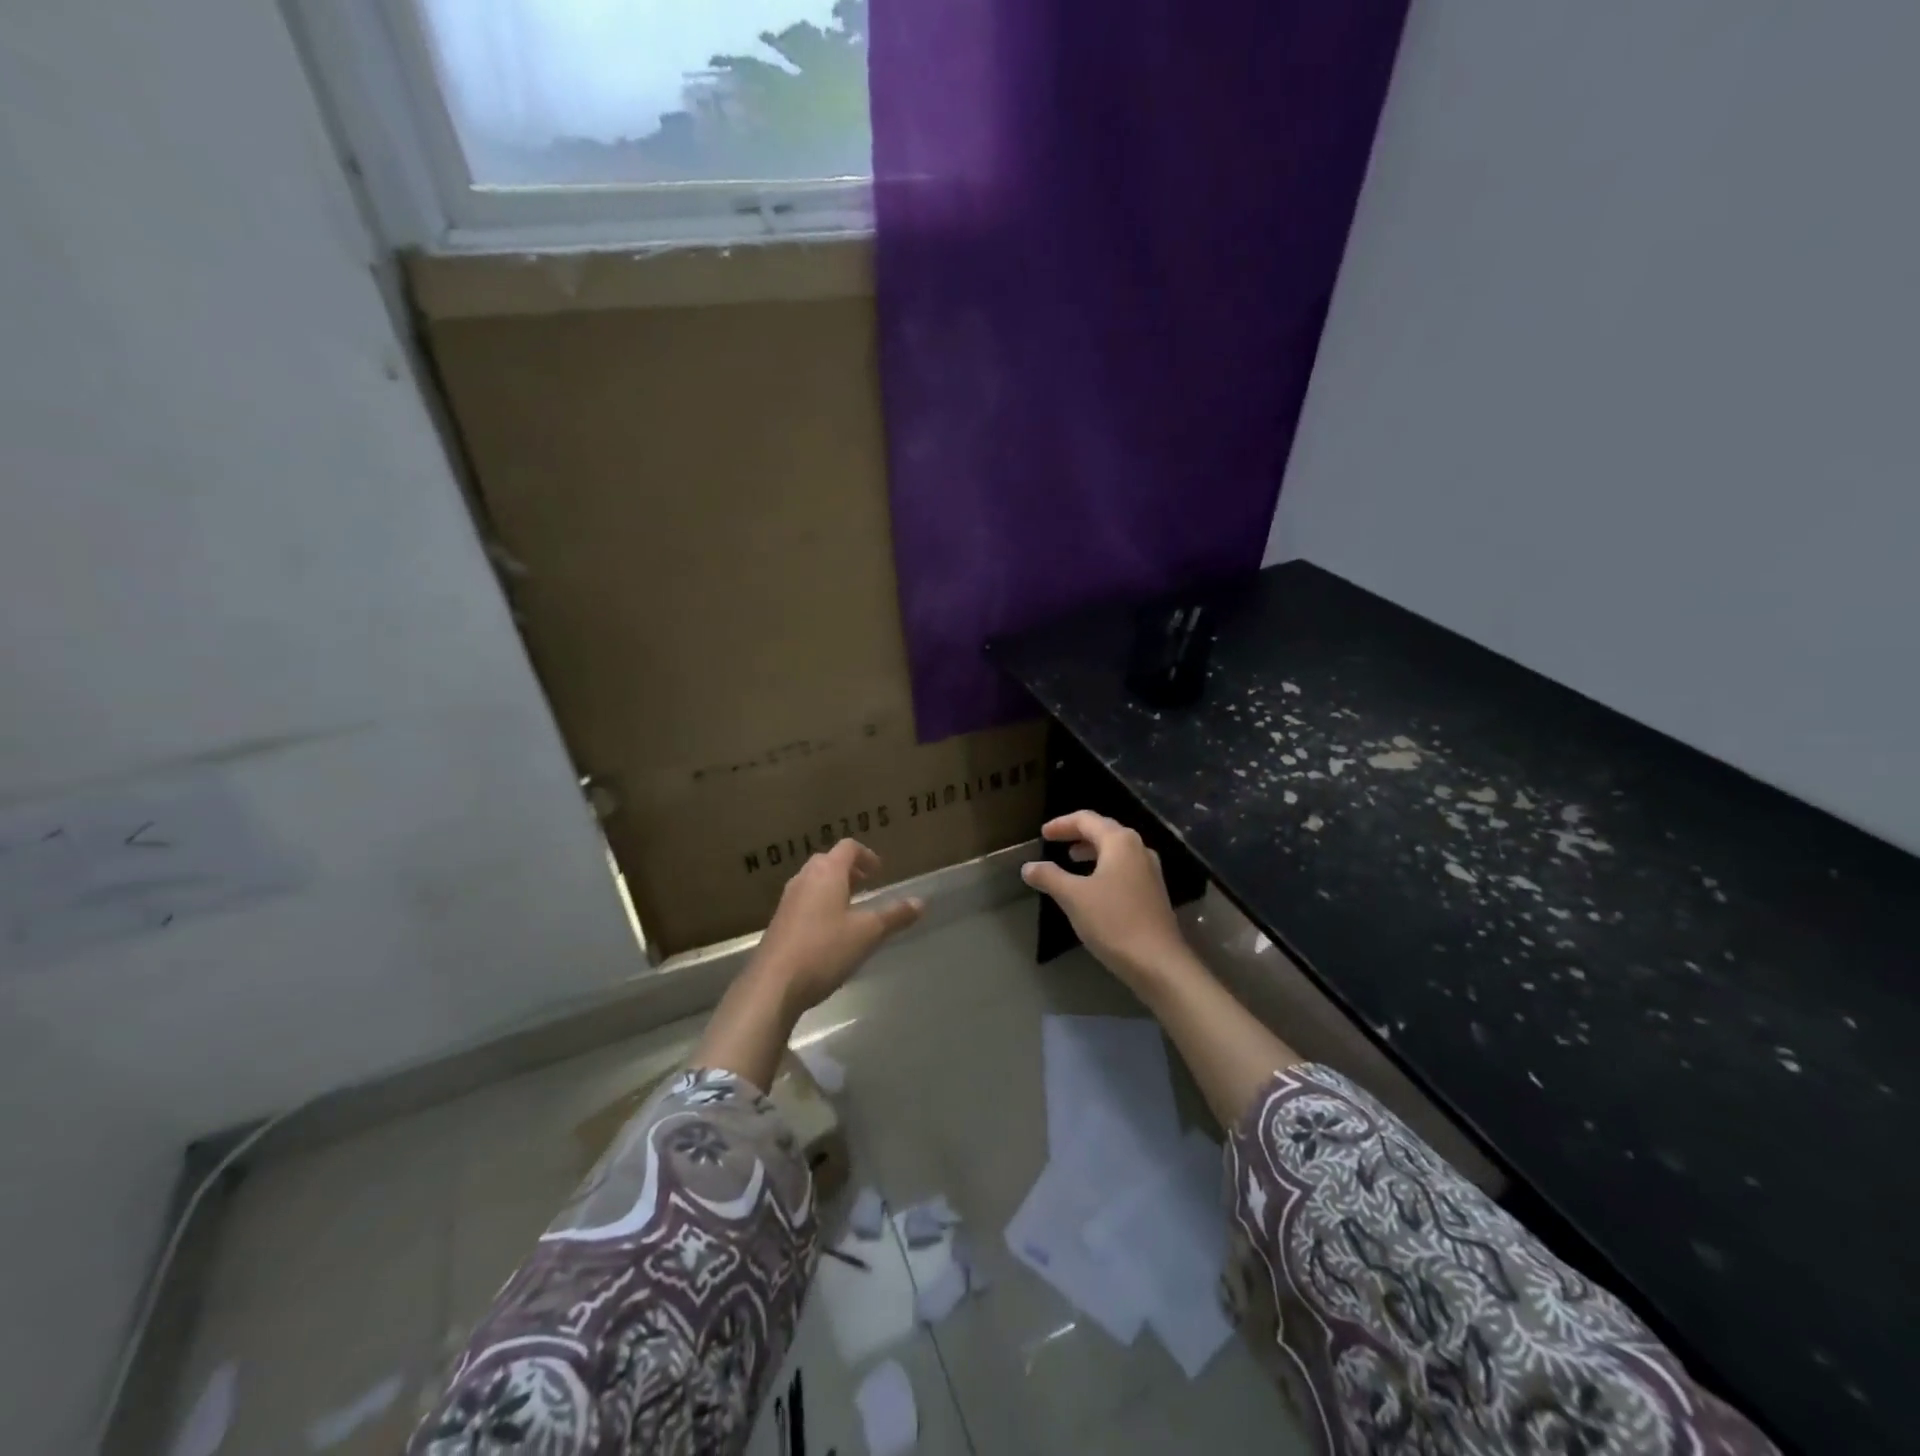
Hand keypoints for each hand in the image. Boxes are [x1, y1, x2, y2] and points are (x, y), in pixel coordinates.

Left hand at [749, 839, 923, 1013]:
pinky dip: (819, 903)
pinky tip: (828, 931)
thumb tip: (921, 902)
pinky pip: (803, 900)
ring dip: (832, 886)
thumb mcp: (868, 933)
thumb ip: (895, 915)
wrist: (773, 984)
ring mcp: (787, 900)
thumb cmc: (825, 950)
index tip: (879, 872)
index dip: (866, 855)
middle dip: (849, 870)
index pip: (848, 847)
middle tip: (866, 886)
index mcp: (827, 873)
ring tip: (850, 908)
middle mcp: (804, 879)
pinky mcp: (779, 921)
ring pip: (813, 880)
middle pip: (828, 861)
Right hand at [1020, 811, 1198, 990]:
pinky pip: (1124, 867)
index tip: (1043, 834)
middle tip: (1055, 842)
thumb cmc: (1113, 921)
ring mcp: (1150, 871)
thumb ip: (1049, 877)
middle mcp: (1138, 849)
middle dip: (1077, 834)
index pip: (1087, 819)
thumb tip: (1028, 867)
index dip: (1062, 824)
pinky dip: (1104, 867)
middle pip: (1104, 830)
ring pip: (1116, 850)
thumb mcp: (1073, 897)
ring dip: (1092, 851)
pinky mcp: (1153, 892)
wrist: (1158, 962)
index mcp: (1120, 842)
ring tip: (1072, 860)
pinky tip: (1093, 886)